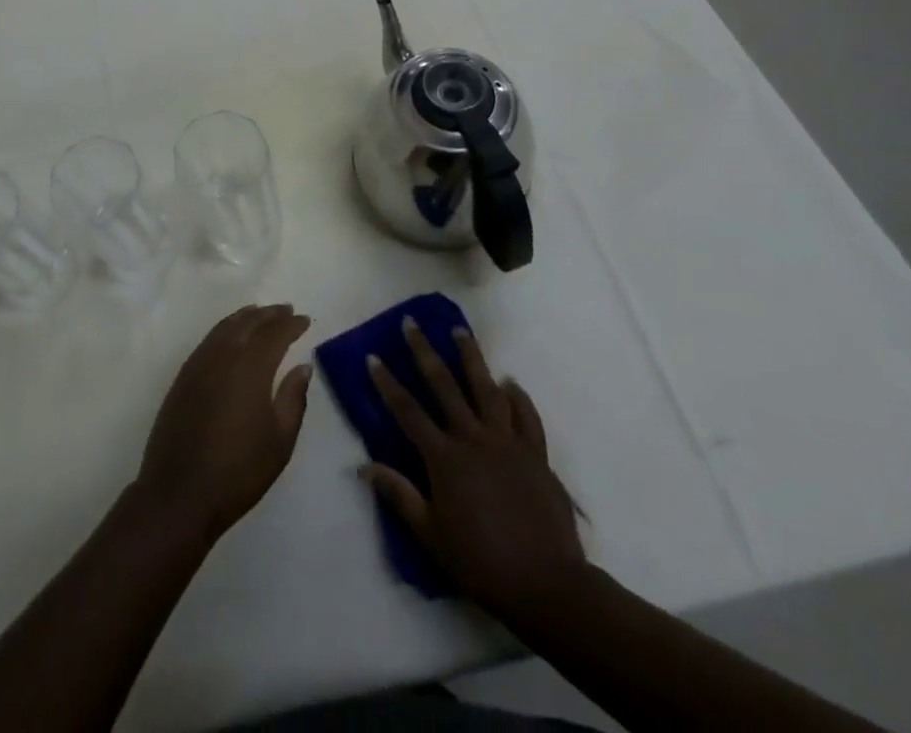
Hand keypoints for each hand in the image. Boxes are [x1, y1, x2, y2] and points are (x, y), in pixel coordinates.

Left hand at [135, 304, 313, 540]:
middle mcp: (223, 354)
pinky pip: (209, 339)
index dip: (291, 324)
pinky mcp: (183, 376)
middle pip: (248, 322)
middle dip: (270, 314)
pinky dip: (225, 329)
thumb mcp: (280, 441)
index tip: (305, 320)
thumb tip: (302, 367)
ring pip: (225, 326)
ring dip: (246, 317)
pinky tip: (231, 336)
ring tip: (260, 314)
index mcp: (250, 366)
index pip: (275, 333)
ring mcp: (199, 363)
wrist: (180, 492)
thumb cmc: (239, 470)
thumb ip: (293, 398)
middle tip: (287, 310)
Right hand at [364, 317, 584, 621]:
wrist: (547, 585)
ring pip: (486, 388)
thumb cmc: (481, 562)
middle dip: (424, 351)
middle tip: (412, 323)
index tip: (373, 357)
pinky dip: (517, 397)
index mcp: (444, 458)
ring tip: (460, 330)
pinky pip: (526, 417)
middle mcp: (473, 438)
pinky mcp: (536, 454)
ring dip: (471, 357)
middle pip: (444, 385)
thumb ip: (399, 495)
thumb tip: (363, 466)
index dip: (387, 383)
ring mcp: (507, 442)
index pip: (407, 411)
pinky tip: (510, 383)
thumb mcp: (431, 534)